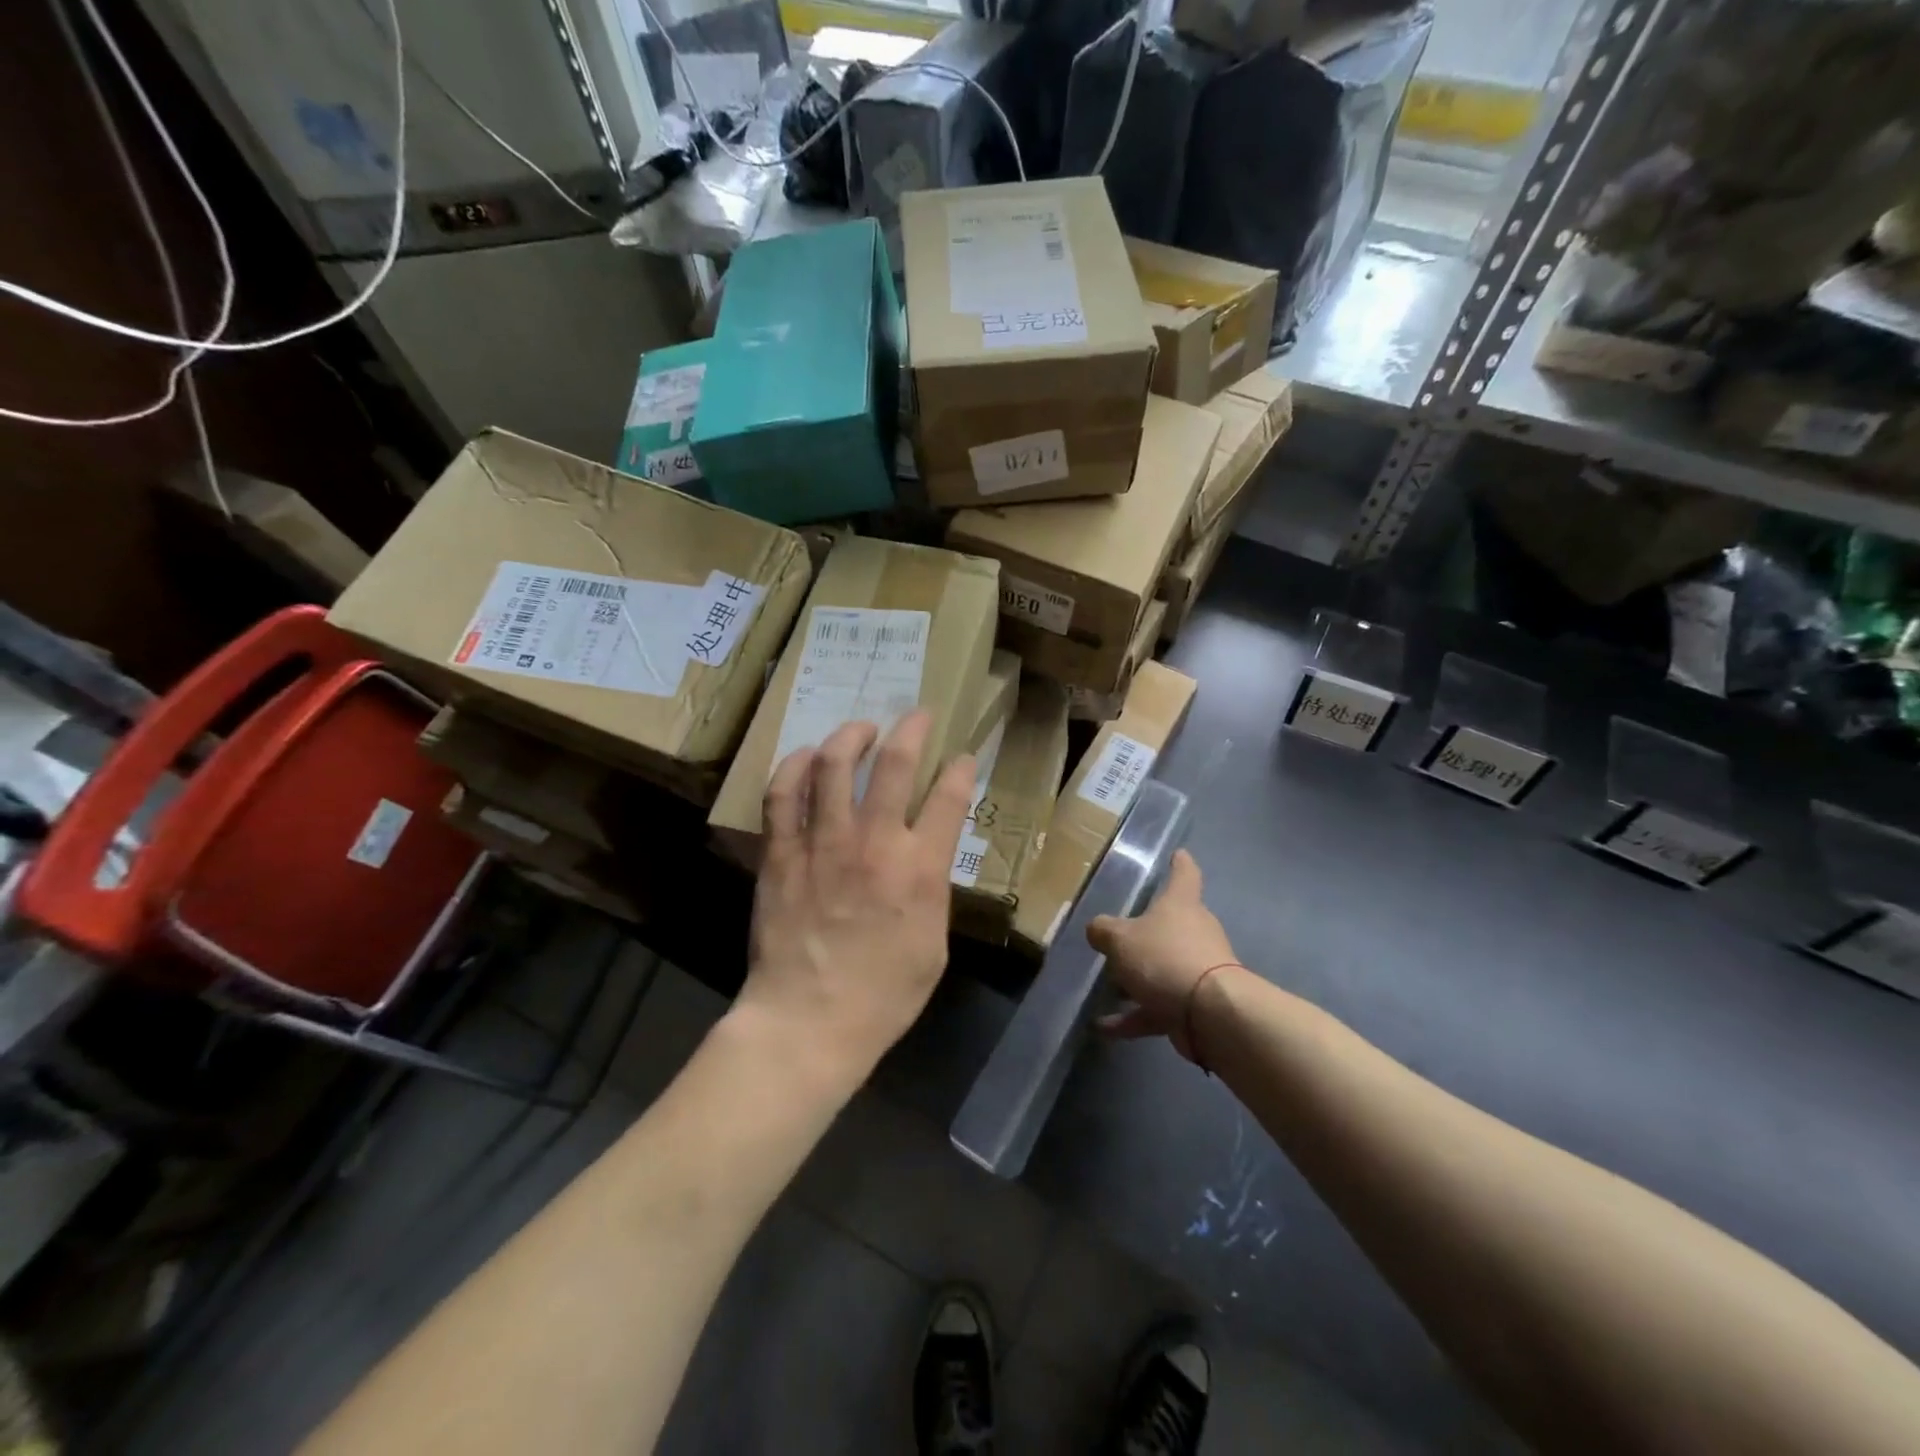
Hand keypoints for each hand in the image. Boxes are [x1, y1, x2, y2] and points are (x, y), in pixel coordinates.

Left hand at [736, 711, 974, 1093]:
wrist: (808, 1022)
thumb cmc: (883, 995)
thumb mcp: (934, 945)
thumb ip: (932, 891)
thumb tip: (926, 857)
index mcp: (920, 869)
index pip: (950, 797)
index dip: (960, 768)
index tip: (963, 757)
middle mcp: (875, 843)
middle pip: (895, 764)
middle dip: (911, 729)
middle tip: (916, 716)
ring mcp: (823, 843)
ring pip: (835, 765)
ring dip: (852, 735)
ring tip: (861, 728)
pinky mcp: (781, 853)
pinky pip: (783, 793)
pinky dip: (795, 766)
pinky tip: (806, 756)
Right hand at [1087, 850, 1238, 1060]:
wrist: (1209, 1013)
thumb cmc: (1164, 957)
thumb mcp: (1120, 938)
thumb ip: (1103, 931)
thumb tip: (1097, 930)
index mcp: (1180, 904)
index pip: (1184, 874)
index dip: (1180, 863)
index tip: (1178, 854)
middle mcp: (1195, 932)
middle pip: (1172, 924)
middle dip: (1149, 931)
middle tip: (1120, 935)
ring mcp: (1198, 969)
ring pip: (1163, 967)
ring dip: (1137, 978)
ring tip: (1107, 986)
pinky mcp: (1195, 1005)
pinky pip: (1158, 1006)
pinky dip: (1133, 1015)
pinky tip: (1104, 1026)